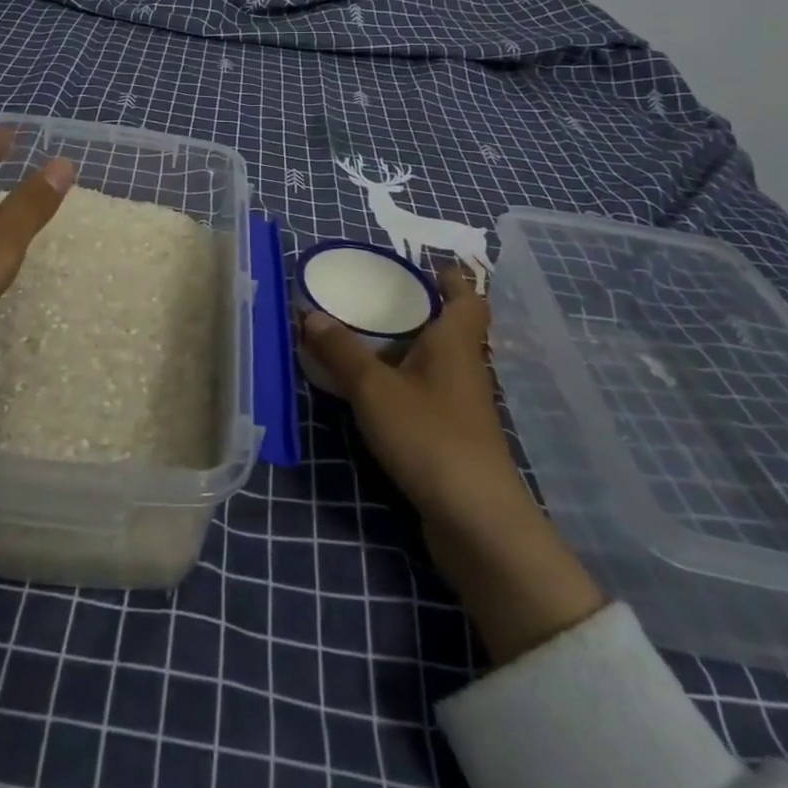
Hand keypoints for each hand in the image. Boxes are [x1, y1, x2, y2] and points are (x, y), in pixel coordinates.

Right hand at [299, 267, 605, 664]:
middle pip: (452, 328)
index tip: (426, 264)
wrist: (477, 523)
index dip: (452, 277)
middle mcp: (466, 369)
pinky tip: (376, 395)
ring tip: (366, 340)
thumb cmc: (430, 437)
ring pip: (439, 364)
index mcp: (456, 343)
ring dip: (410, 350)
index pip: (467, 297)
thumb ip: (341, 351)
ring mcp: (464, 408)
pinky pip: (429, 396)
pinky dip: (406, 386)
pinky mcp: (455, 441)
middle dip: (420, 311)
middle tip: (377, 297)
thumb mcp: (374, 389)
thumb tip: (309, 313)